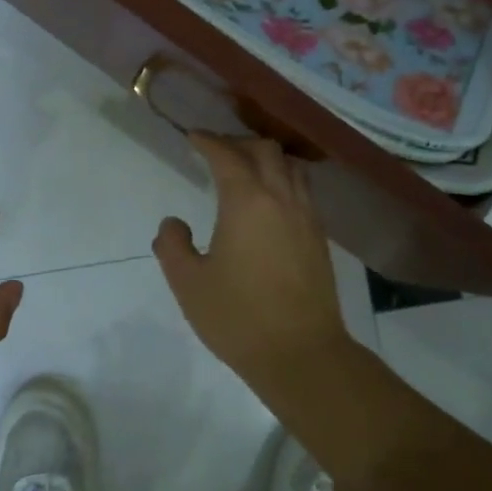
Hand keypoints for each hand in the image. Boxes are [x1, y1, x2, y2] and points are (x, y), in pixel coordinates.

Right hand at [152, 135, 353, 394]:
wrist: (300, 354)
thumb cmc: (238, 316)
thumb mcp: (188, 283)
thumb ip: (172, 246)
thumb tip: (173, 224)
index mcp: (247, 202)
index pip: (227, 156)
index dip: (209, 141)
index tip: (193, 136)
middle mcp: (282, 200)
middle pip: (266, 151)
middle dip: (239, 142)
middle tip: (216, 150)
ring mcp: (307, 218)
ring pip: (291, 168)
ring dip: (267, 158)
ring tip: (246, 169)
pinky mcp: (319, 240)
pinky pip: (303, 192)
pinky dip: (284, 180)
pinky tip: (271, 203)